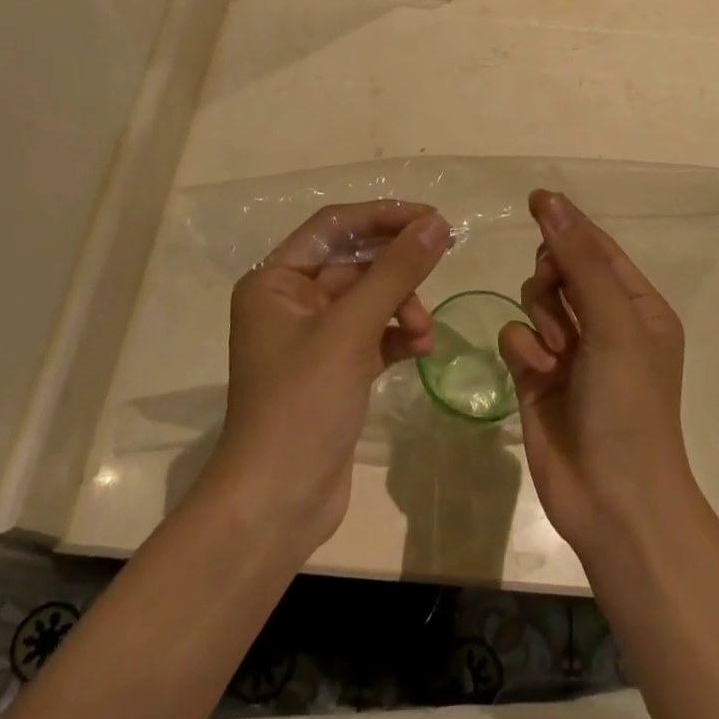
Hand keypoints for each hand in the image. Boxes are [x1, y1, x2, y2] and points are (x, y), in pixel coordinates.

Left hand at [206, 201, 451, 553]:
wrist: (277, 502)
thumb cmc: (302, 404)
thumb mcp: (351, 330)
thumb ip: (396, 272)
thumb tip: (436, 223)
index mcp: (274, 281)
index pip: (334, 226)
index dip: (383, 216)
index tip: (432, 217)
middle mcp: (288, 301)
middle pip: (354, 262)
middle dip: (398, 269)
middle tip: (444, 259)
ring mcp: (311, 338)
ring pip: (368, 300)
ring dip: (402, 307)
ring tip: (426, 333)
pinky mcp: (332, 370)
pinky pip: (372, 334)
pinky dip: (398, 336)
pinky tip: (421, 349)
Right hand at [498, 190, 691, 553]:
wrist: (614, 499)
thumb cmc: (629, 404)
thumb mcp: (614, 323)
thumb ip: (580, 260)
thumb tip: (550, 201)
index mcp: (637, 306)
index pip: (598, 248)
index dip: (568, 223)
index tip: (535, 199)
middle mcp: (604, 323)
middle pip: (561, 269)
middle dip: (552, 280)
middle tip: (558, 300)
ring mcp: (569, 351)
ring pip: (534, 300)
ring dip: (541, 318)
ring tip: (556, 353)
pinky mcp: (537, 377)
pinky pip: (516, 336)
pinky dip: (523, 349)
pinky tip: (536, 374)